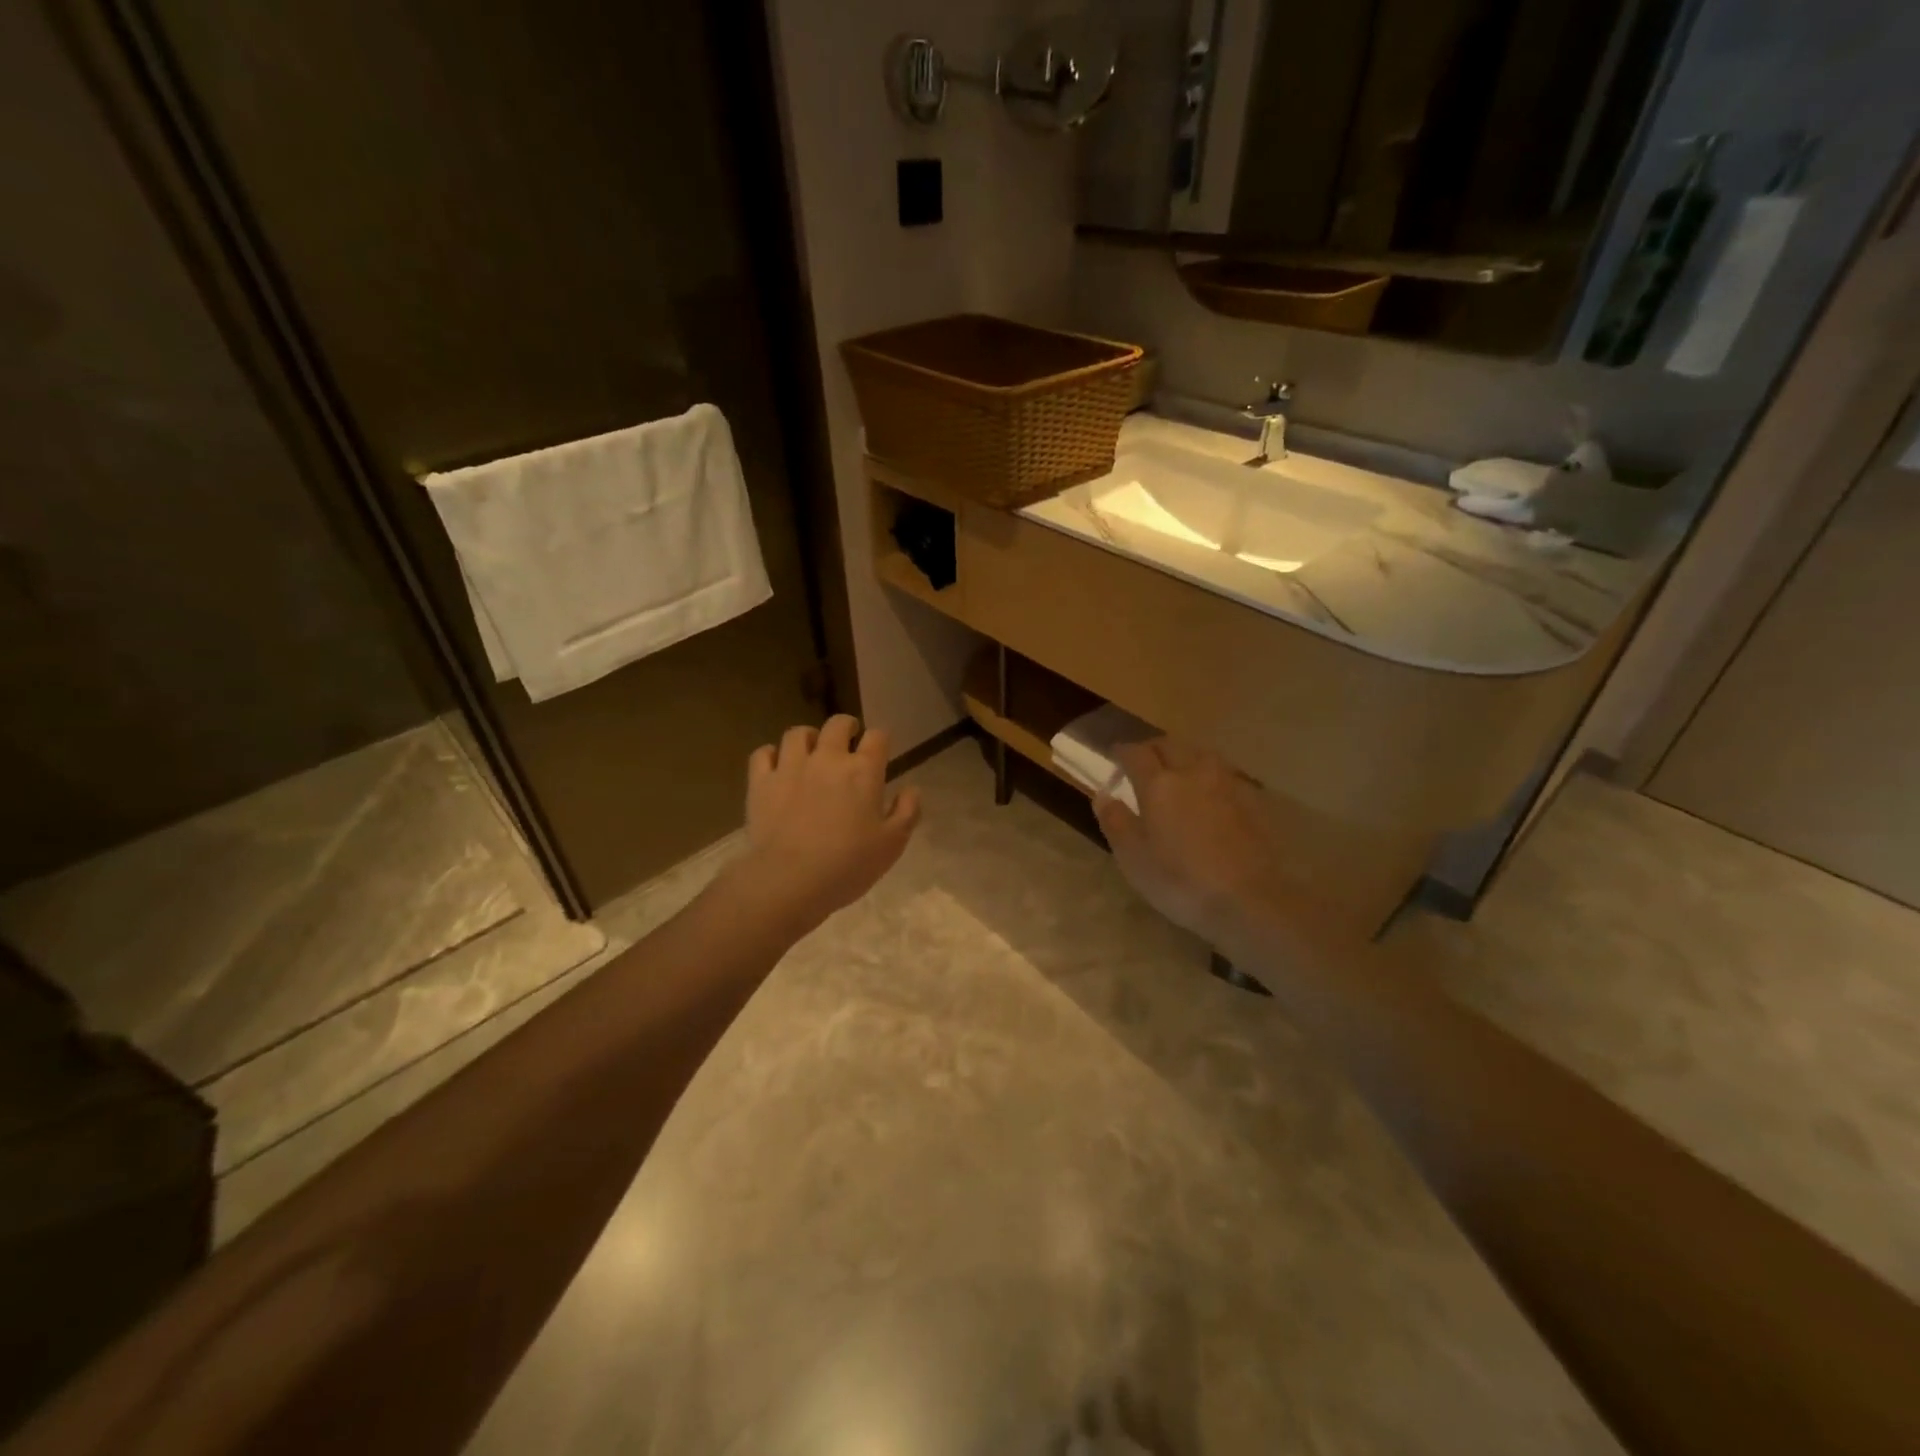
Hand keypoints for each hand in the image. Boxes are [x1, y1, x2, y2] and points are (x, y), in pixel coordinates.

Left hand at [731, 715, 920, 934]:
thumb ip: (907, 811)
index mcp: (863, 771)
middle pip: (837, 724)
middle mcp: (827, 758)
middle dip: (846, 727)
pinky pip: (763, 753)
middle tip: (847, 740)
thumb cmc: (848, 865)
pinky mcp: (761, 782)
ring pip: (797, 733)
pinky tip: (777, 767)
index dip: (880, 740)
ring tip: (811, 751)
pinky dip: (772, 755)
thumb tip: (911, 789)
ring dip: (808, 738)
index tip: (879, 752)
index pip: (877, 737)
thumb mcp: (892, 844)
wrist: (790, 880)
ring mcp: (790, 767)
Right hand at [1093, 738, 1291, 945]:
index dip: (1123, 752)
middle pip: (1170, 745)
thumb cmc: (1180, 881)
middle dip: (1152, 748)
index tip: (1114, 756)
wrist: (1249, 900)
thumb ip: (1115, 821)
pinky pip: (1224, 773)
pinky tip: (1209, 794)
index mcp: (1159, 784)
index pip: (1136, 753)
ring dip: (1183, 757)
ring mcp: (1227, 783)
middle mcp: (1193, 772)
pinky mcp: (1252, 799)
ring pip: (1200, 754)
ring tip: (1177, 773)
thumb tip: (1103, 794)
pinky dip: (1209, 775)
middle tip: (1143, 762)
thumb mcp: (1133, 857)